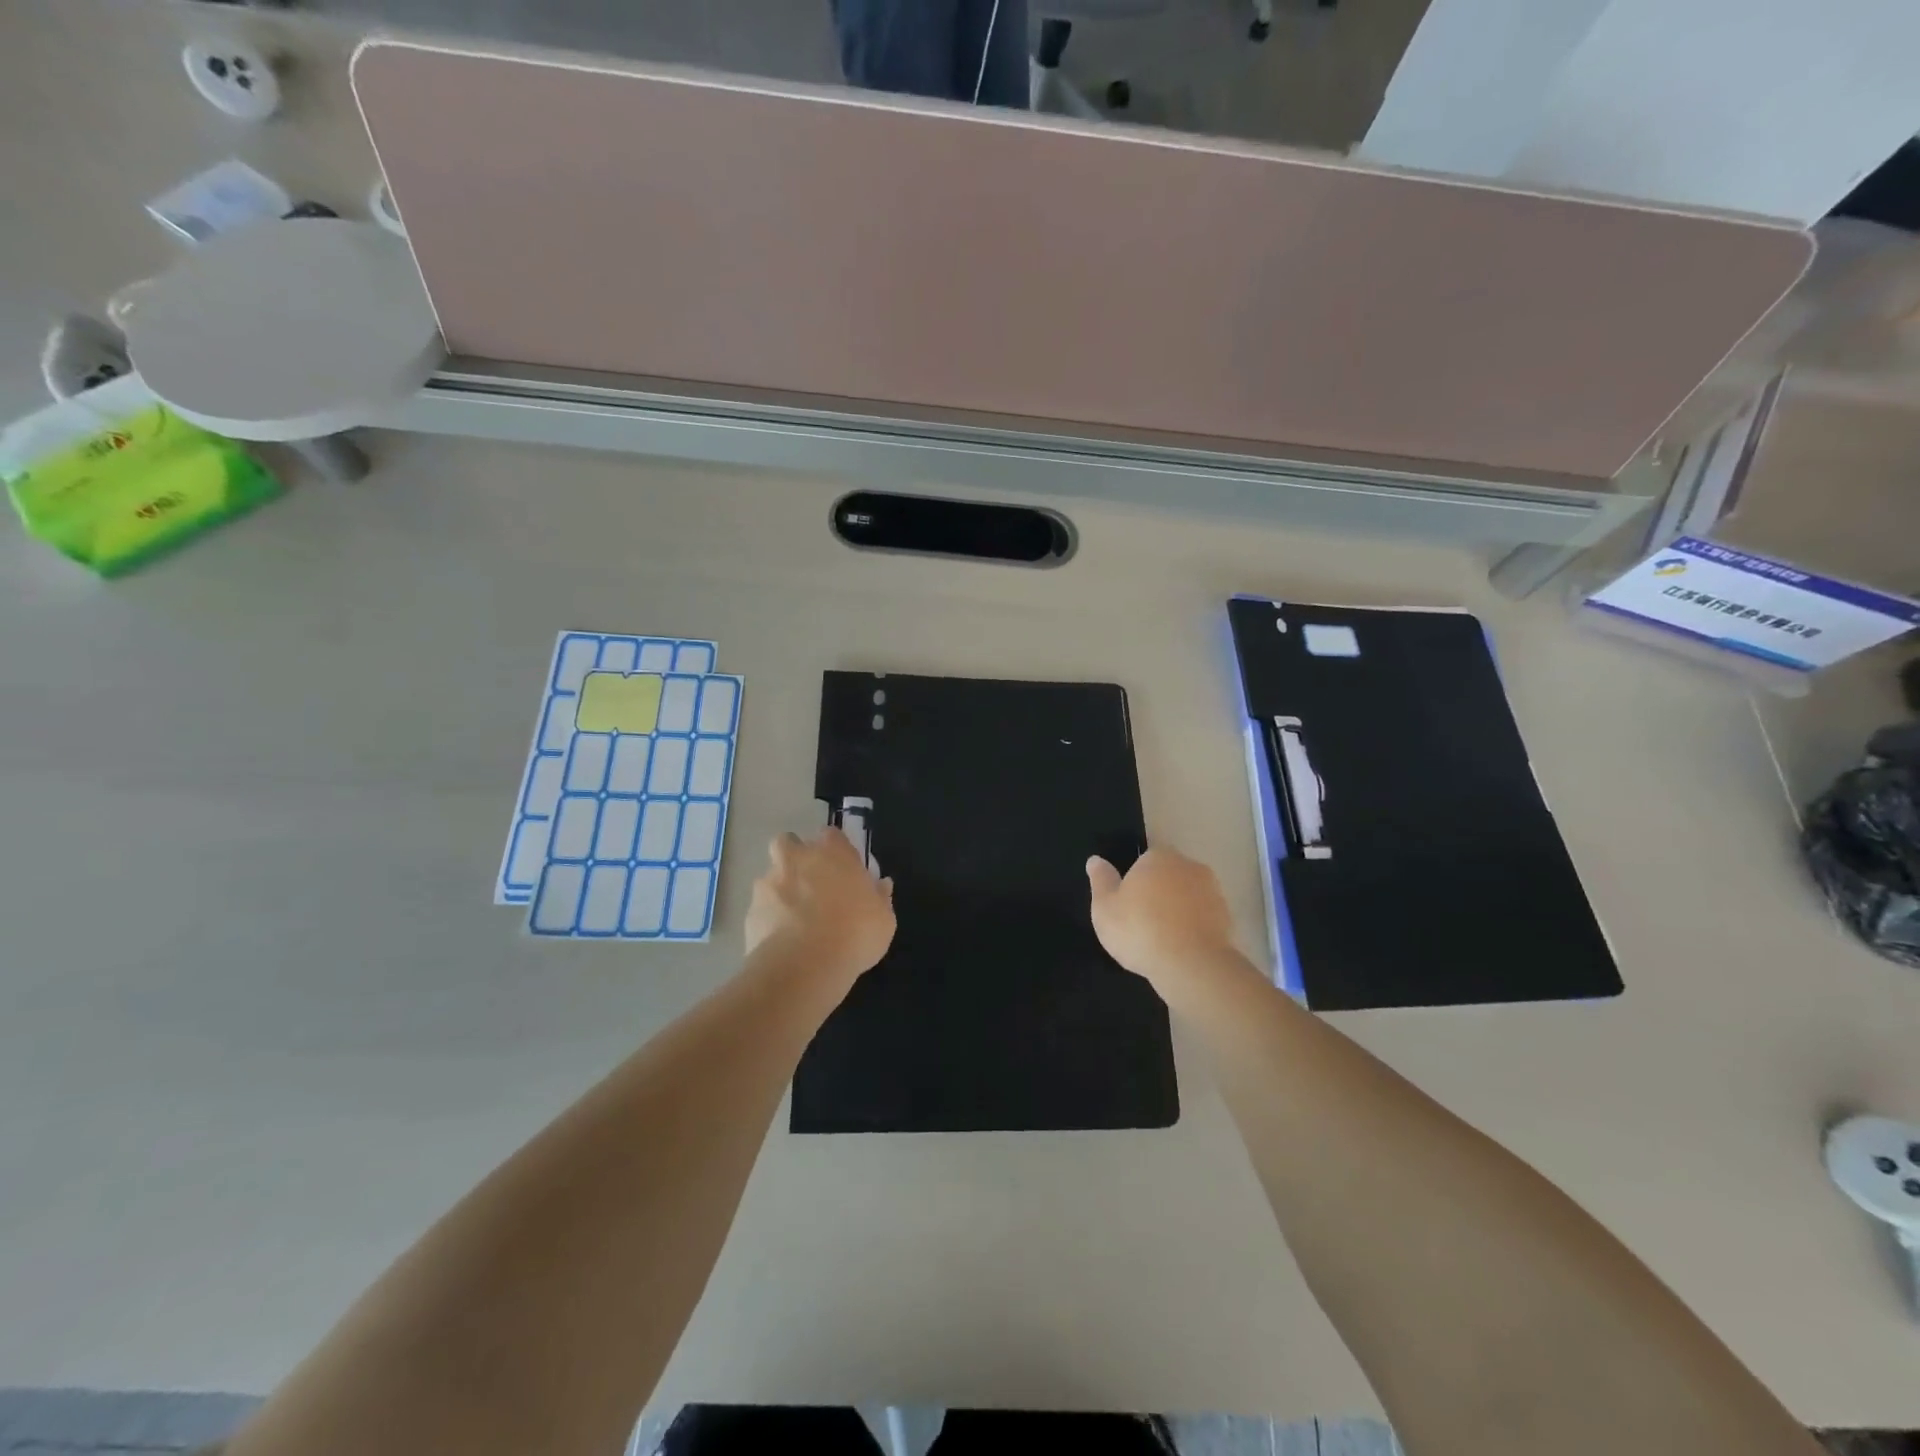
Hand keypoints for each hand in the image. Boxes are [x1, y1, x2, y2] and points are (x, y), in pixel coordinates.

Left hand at [745, 828, 895, 986]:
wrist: (804, 966)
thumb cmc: (854, 933)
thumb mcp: (884, 919)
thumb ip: (880, 897)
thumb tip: (881, 885)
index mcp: (832, 852)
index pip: (830, 835)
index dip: (835, 849)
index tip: (842, 868)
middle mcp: (797, 858)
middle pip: (789, 843)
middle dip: (795, 857)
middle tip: (810, 884)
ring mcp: (769, 882)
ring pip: (771, 875)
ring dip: (780, 888)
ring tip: (794, 918)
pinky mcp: (751, 910)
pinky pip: (761, 907)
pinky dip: (769, 917)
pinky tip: (782, 939)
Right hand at [1087, 846, 1237, 992]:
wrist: (1191, 965)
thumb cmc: (1139, 930)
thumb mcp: (1104, 907)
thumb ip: (1100, 880)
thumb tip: (1095, 860)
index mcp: (1158, 857)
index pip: (1143, 861)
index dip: (1134, 883)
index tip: (1127, 906)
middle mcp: (1189, 866)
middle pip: (1168, 877)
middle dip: (1158, 894)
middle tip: (1142, 924)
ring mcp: (1213, 891)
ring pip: (1188, 897)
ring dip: (1178, 911)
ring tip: (1162, 941)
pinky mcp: (1227, 917)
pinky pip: (1203, 919)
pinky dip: (1193, 929)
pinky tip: (1181, 950)